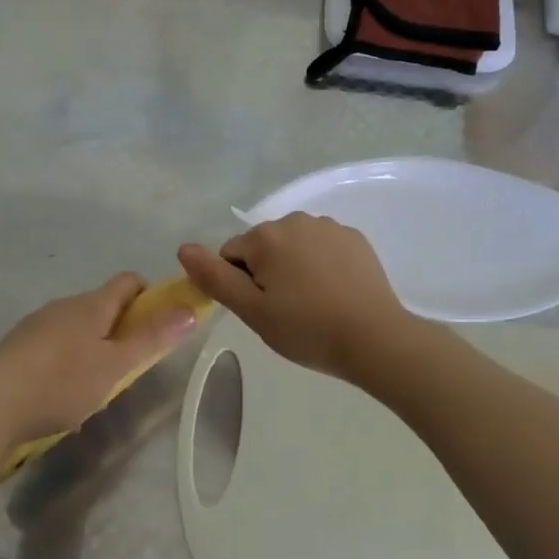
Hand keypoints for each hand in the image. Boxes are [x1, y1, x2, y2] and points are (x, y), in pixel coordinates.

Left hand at [0, 273, 202, 452]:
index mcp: (92, 304)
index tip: (158, 324)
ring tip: (94, 385)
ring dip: (92, 345)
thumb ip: (152, 339)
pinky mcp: (16, 346)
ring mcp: (36, 323)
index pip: (129, 281)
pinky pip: (52, 344)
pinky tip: (60, 393)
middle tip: (128, 364)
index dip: (150, 296)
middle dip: (120, 327)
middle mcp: (64, 304)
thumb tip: (189, 310)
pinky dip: (65, 359)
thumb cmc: (62, 382)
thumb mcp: (115, 366)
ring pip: (75, 325)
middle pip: (102, 304)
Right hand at [178, 213, 412, 378]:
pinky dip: (322, 265)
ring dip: (294, 267)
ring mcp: (329, 227)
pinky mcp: (355, 238)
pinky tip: (335, 293)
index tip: (262, 310)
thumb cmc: (307, 328)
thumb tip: (183, 248)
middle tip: (286, 311)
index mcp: (266, 237)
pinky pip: (323, 247)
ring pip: (294, 246)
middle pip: (263, 247)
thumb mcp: (252, 311)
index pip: (231, 255)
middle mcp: (296, 220)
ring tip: (313, 304)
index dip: (240, 285)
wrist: (375, 338)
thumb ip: (215, 277)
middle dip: (267, 273)